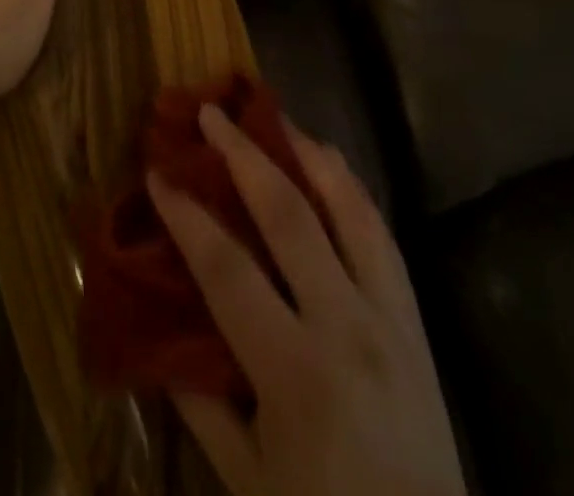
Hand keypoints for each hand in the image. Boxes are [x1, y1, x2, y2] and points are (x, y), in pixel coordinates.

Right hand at [148, 109, 467, 495]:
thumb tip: (159, 330)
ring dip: (307, 153)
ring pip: (348, 208)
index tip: (157, 173)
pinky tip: (330, 164)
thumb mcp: (247, 479)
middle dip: (244, 155)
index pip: (227, 269)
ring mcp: (389, 317)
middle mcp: (346, 327)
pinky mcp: (416, 320)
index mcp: (295, 372)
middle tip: (212, 113)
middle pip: (289, 215)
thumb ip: (201, 399)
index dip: (186, 216)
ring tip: (274, 116)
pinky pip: (381, 234)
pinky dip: (351, 189)